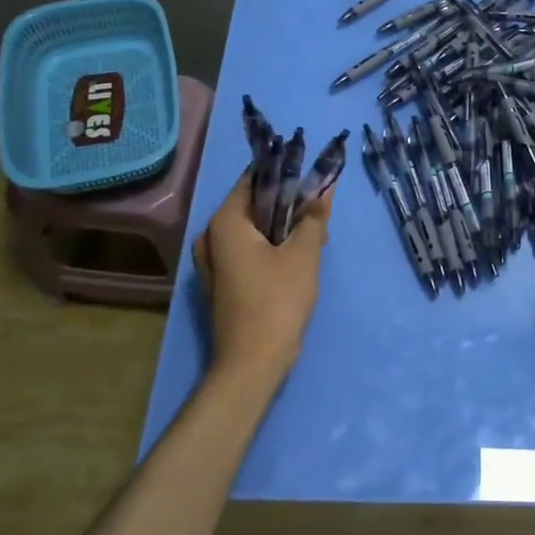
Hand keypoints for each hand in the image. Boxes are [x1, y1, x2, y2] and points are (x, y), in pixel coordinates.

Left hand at [191, 171, 333, 387]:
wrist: (252, 363)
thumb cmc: (278, 300)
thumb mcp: (304, 253)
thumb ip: (313, 216)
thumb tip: (323, 187)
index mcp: (225, 221)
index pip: (255, 178)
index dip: (285, 171)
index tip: (312, 171)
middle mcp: (211, 235)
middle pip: (253, 204)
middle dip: (288, 203)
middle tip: (319, 208)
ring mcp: (212, 261)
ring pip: (253, 229)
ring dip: (283, 227)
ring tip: (316, 234)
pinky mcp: (221, 281)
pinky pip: (248, 250)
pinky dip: (271, 246)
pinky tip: (298, 256)